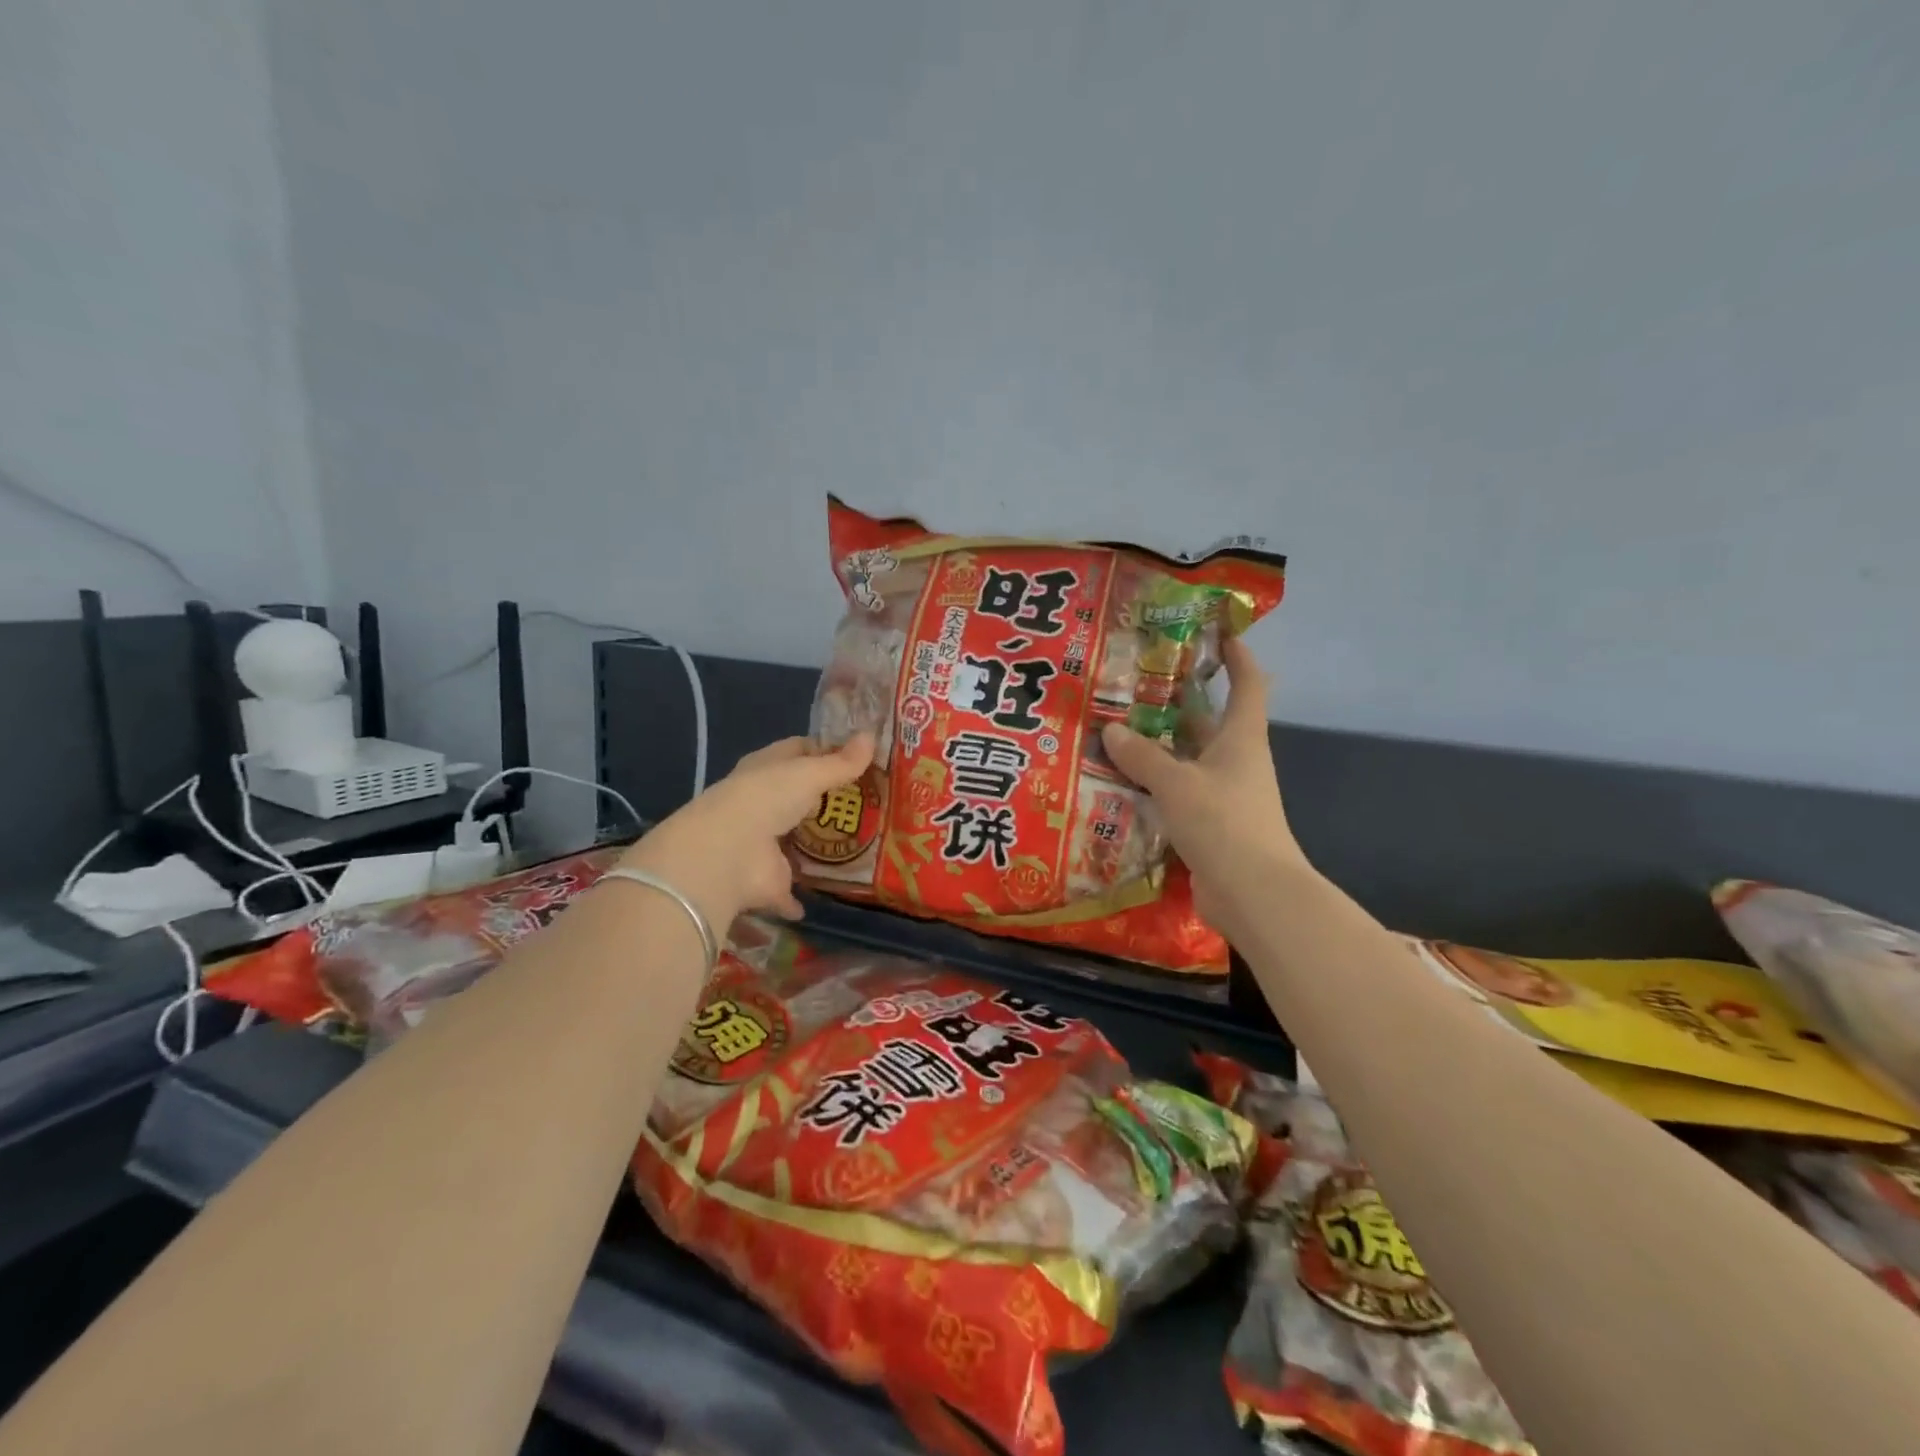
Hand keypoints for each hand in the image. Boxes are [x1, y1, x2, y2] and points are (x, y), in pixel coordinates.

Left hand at [617, 733, 874, 931]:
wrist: (728, 853)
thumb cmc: (767, 798)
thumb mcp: (809, 774)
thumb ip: (842, 763)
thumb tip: (871, 737)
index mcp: (766, 768)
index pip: (797, 752)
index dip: (825, 751)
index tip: (858, 757)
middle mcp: (761, 803)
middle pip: (797, 796)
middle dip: (824, 800)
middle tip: (867, 802)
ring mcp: (762, 843)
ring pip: (792, 840)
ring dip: (813, 845)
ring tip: (856, 845)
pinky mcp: (767, 879)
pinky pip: (788, 888)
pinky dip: (799, 897)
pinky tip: (820, 898)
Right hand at [1100, 637, 1304, 935]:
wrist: (1254, 893)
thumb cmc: (1223, 823)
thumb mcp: (1177, 783)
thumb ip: (1143, 757)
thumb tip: (1112, 729)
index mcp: (1240, 738)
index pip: (1247, 683)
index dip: (1236, 654)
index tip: (1216, 630)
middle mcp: (1234, 760)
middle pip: (1208, 720)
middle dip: (1176, 700)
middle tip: (1133, 683)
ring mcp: (1222, 794)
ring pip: (1187, 758)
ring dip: (1157, 745)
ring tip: (1114, 728)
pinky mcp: (1208, 823)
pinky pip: (1176, 792)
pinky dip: (1153, 783)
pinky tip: (1120, 780)